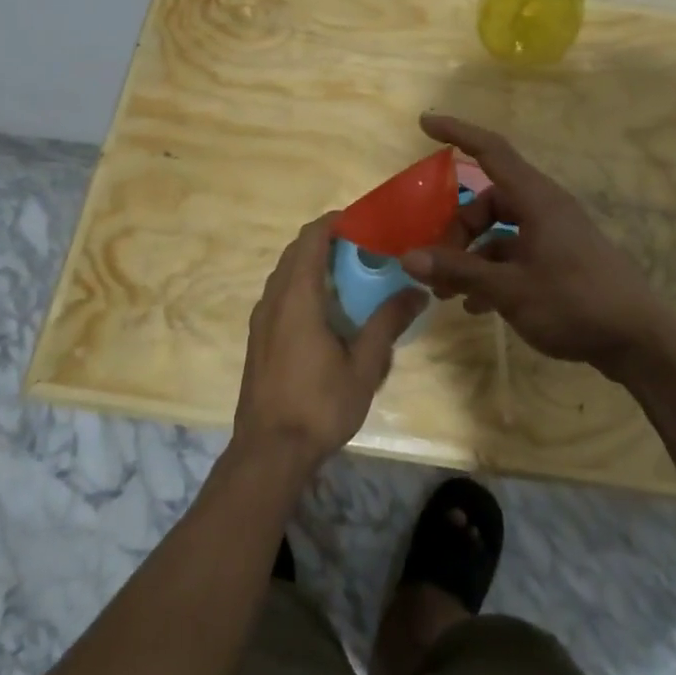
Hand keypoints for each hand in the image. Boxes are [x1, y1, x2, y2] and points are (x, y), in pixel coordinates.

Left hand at [233, 213, 426, 470]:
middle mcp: (273, 299)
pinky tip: (328, 313)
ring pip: (286, 274)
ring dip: (314, 265)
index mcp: (297, 296)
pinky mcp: (258, 338)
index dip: (336, 221)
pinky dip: (303, 287)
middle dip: (328, 242)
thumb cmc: (319, 405)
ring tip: (351, 278)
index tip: (365, 222)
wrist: (268, 453)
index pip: (311, 237)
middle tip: (366, 250)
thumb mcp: (364, 366)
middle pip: (297, 251)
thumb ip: (387, 323)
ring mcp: (261, 319)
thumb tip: (417, 291)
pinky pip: (280, 295)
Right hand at [400, 114, 675, 380]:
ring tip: (448, 294)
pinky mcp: (561, 260)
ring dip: (471, 256)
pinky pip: (515, 254)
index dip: (457, 132)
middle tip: (435, 265)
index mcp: (536, 200)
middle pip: (488, 201)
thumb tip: (408, 257)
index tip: (425, 123)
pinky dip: (492, 272)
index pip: (491, 151)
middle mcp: (545, 209)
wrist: (640, 341)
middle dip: (457, 230)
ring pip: (500, 231)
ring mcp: (555, 235)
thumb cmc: (574, 303)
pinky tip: (476, 306)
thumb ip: (459, 270)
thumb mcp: (509, 289)